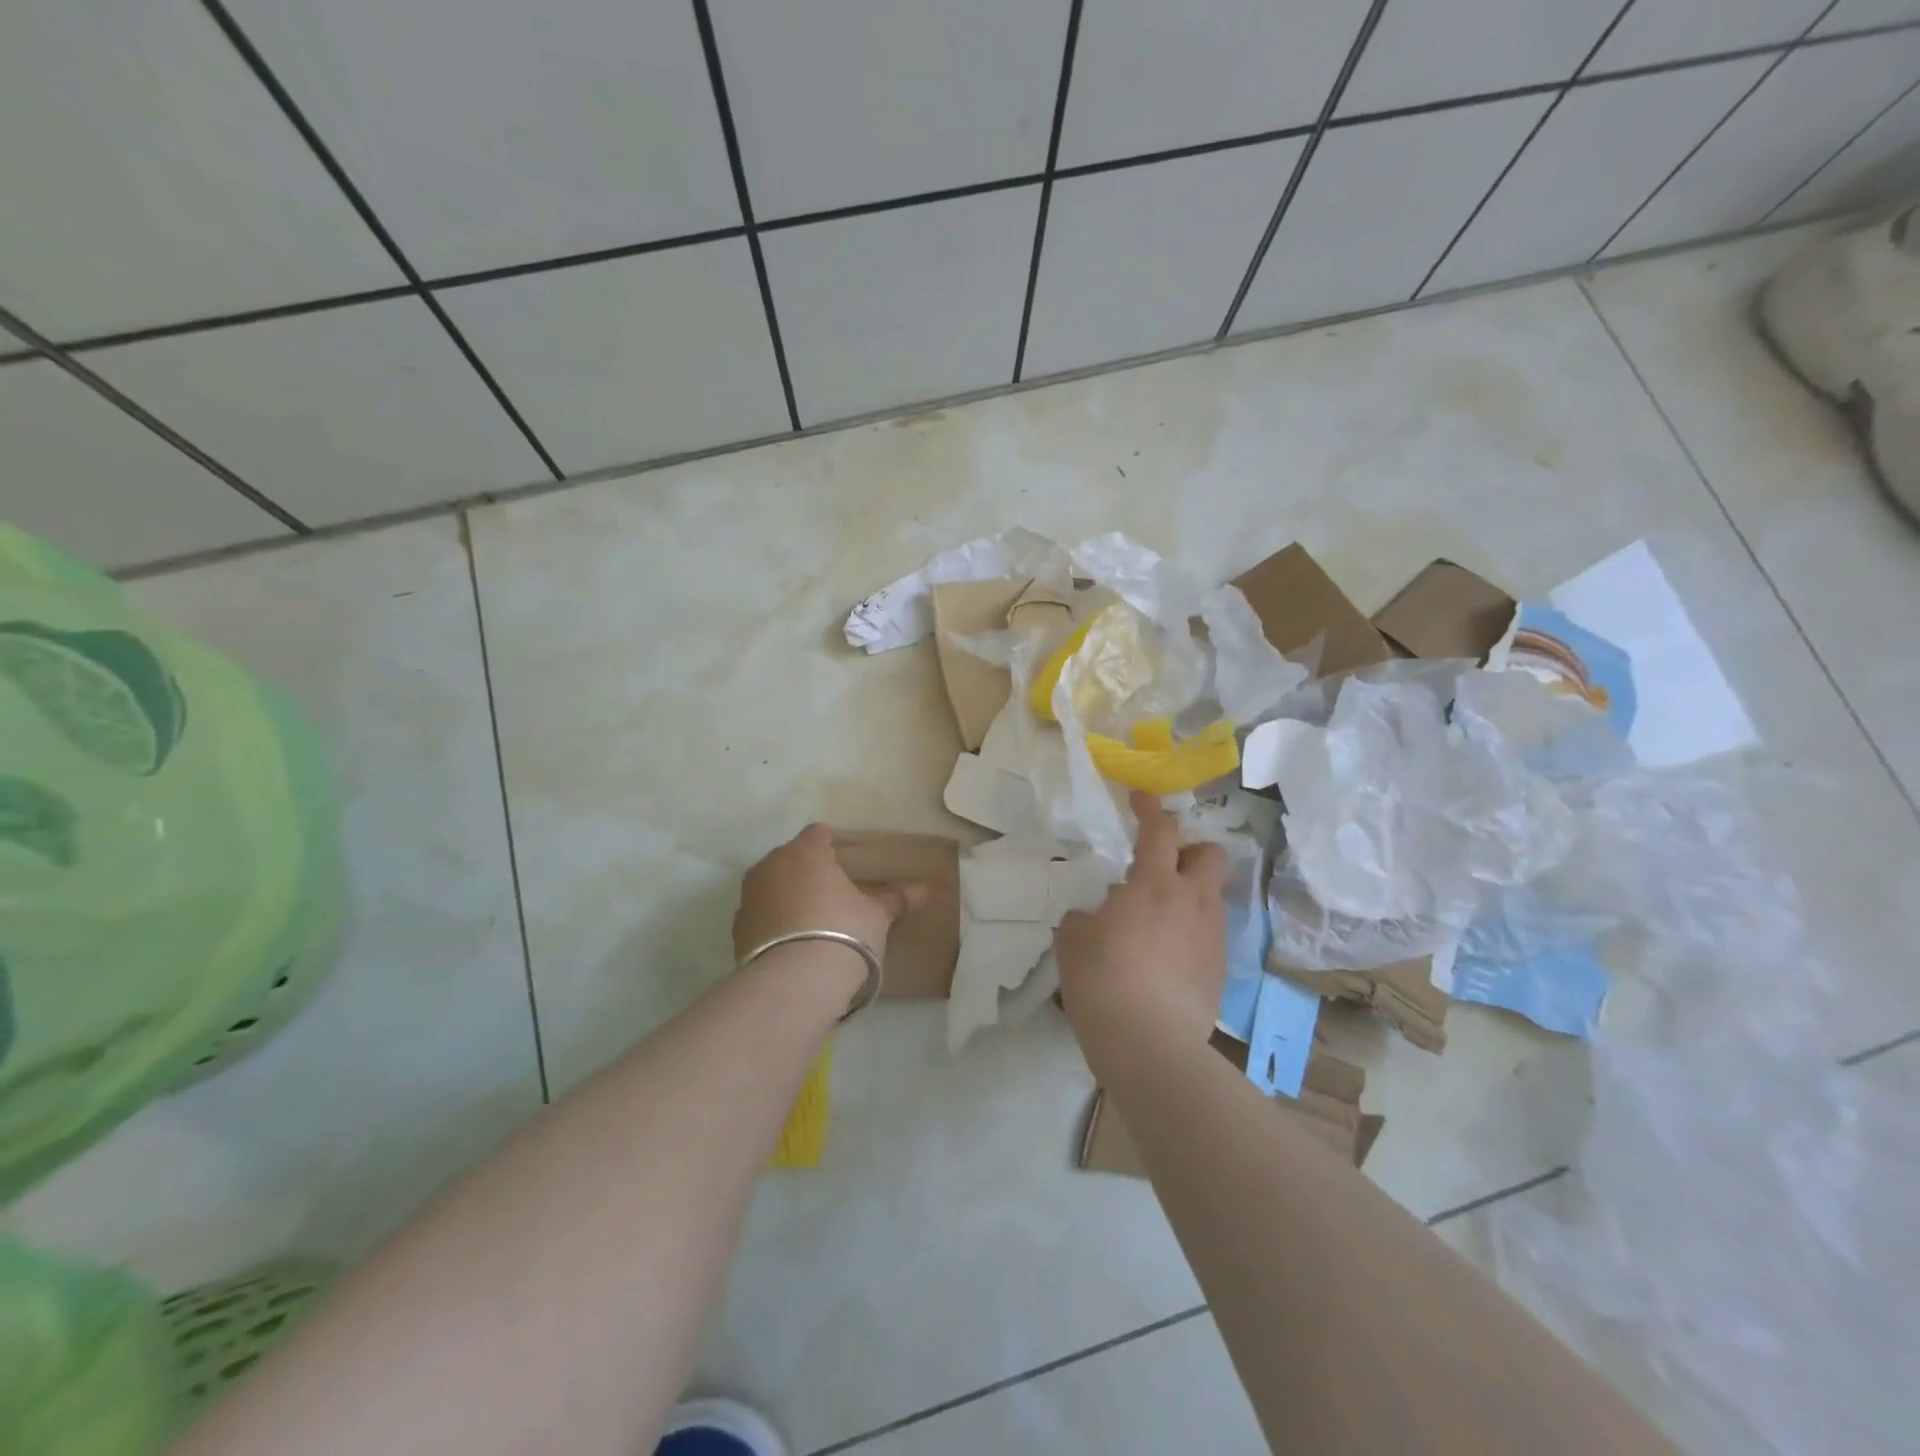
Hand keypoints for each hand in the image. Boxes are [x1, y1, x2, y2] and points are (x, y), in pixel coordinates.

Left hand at [733, 824, 924, 963]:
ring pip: (771, 885)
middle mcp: (772, 865)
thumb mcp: (877, 916)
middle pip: (790, 857)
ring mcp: (749, 896)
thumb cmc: (844, 932)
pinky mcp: (737, 928)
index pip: (817, 834)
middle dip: (806, 869)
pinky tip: (790, 942)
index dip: (831, 844)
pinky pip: (760, 915)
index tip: (844, 861)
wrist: (796, 981)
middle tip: (830, 892)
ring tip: (809, 920)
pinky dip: (772, 921)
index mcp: (806, 851)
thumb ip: (896, 899)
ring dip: (786, 894)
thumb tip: (925, 890)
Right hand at [1057, 791, 1227, 1049]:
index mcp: (1154, 885)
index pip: (1160, 830)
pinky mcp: (1220, 970)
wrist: (1150, 1046)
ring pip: (1212, 898)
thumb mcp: (1073, 941)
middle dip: (1190, 851)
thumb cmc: (1103, 981)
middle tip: (1162, 868)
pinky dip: (1190, 933)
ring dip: (1189, 896)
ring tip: (1157, 922)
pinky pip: (1209, 935)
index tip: (1140, 799)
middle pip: (1211, 855)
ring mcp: (1212, 937)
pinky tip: (1166, 960)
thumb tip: (1096, 917)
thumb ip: (1084, 918)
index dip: (1150, 809)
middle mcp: (1193, 901)